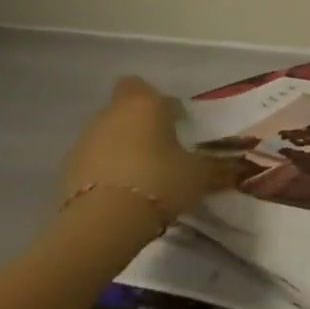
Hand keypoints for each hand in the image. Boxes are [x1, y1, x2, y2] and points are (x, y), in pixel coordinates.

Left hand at [58, 77, 245, 230]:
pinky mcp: (67, 172)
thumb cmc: (159, 180)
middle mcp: (109, 115)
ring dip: (122, 150)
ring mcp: (83, 143)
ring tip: (144, 178)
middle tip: (164, 151)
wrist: (104, 223)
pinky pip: (93, 164)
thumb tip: (242, 168)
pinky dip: (106, 173)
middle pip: (123, 112)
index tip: (173, 121)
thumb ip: (218, 167)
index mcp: (143, 105)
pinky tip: (124, 195)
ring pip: (106, 137)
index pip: (139, 86)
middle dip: (140, 127)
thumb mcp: (200, 175)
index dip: (155, 101)